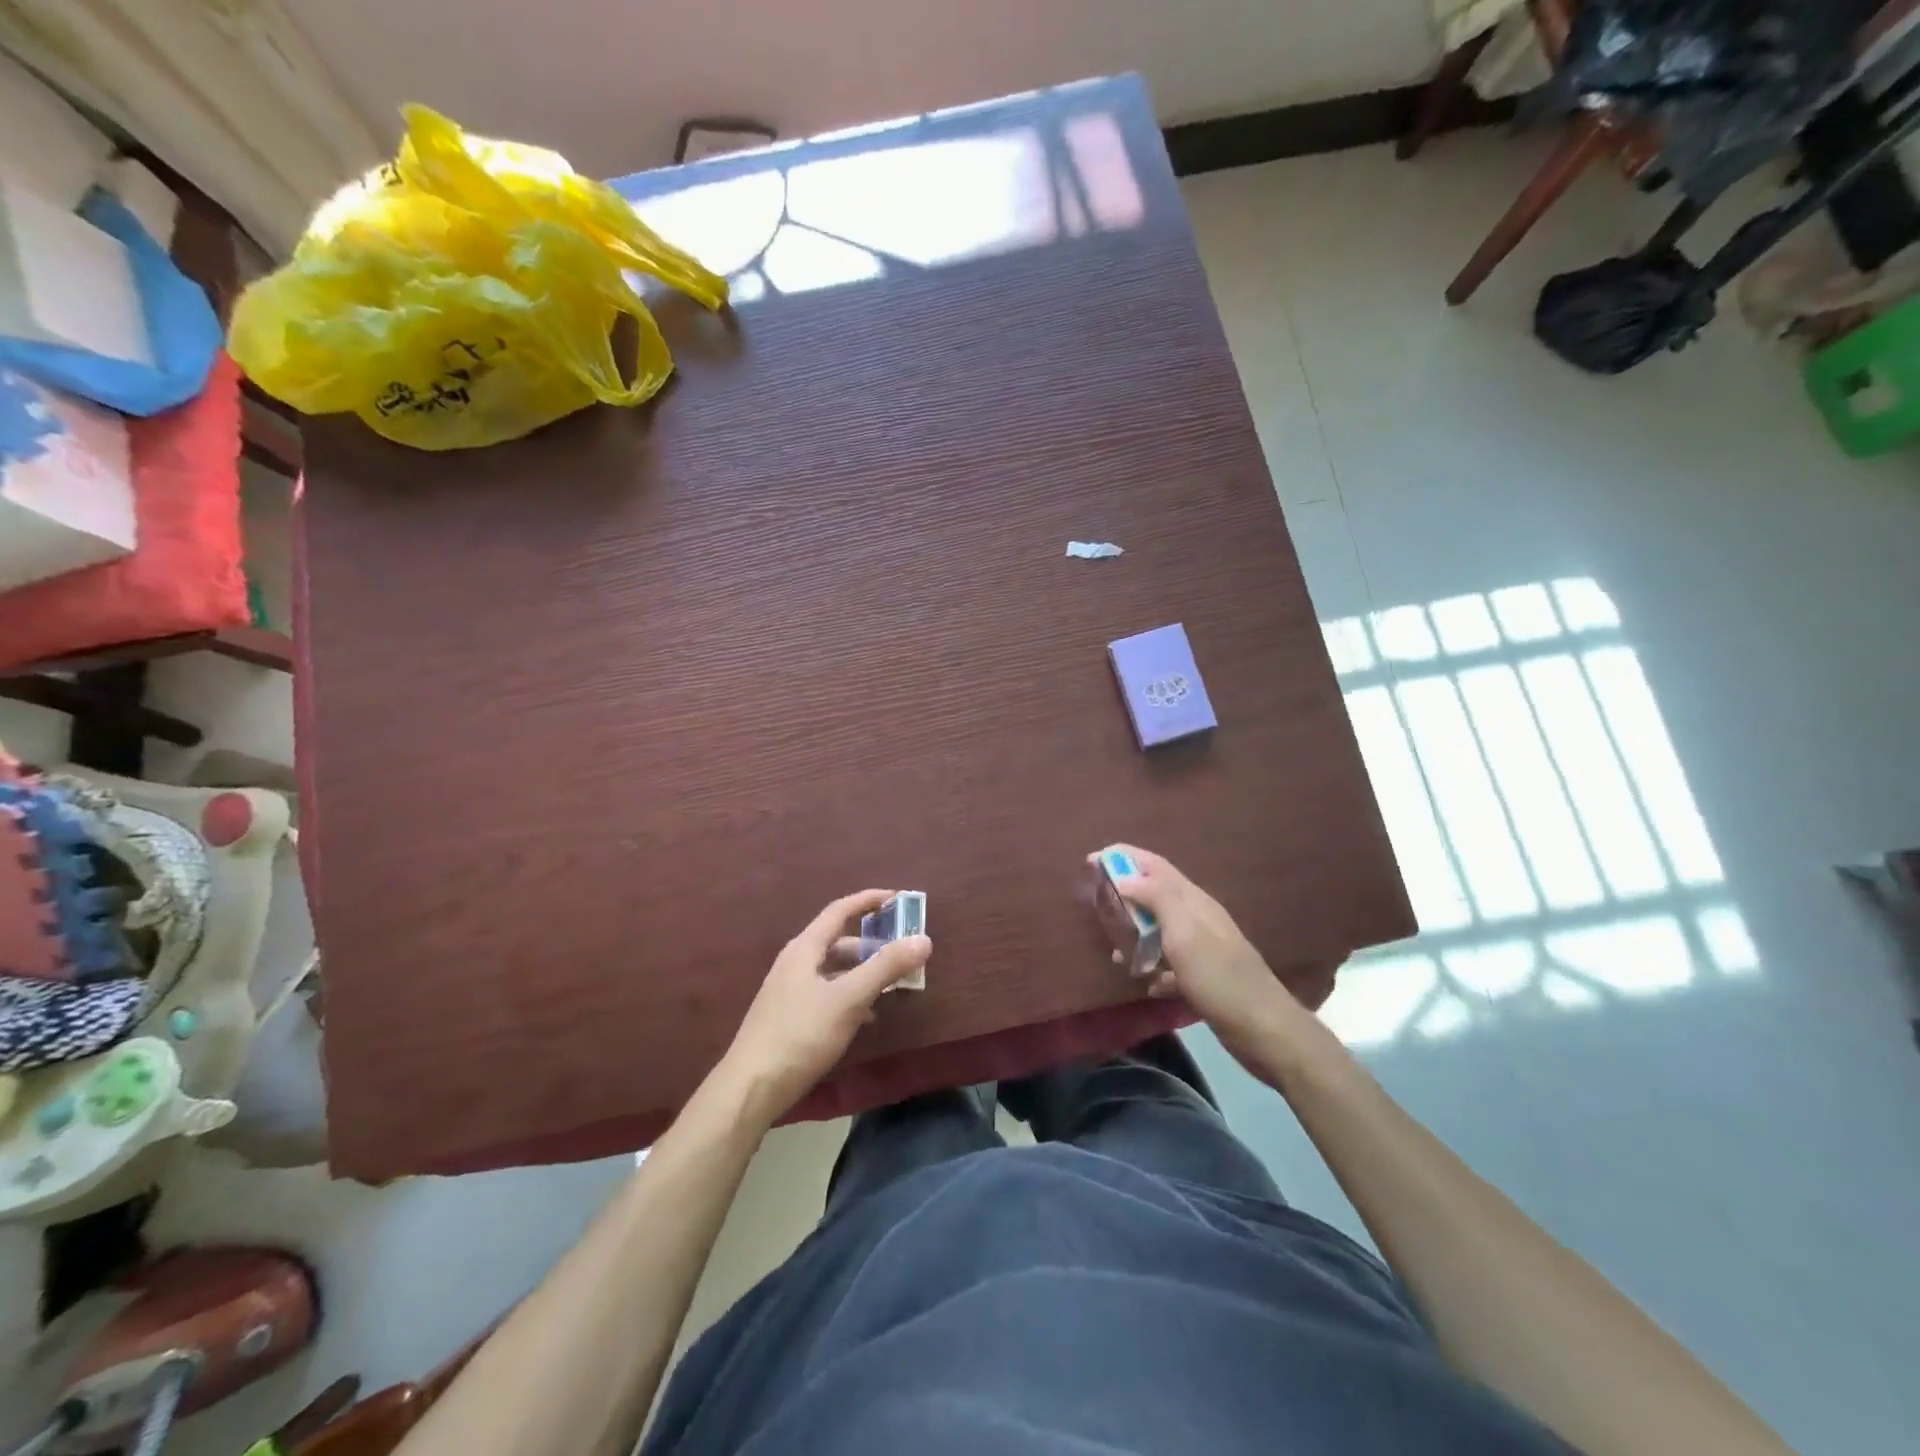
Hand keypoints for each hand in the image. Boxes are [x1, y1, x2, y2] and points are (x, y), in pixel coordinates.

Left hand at [718, 890, 930, 1124]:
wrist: (750, 1089)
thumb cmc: (800, 1036)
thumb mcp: (848, 999)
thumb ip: (885, 968)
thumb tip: (923, 939)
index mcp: (804, 949)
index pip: (839, 910)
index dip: (869, 900)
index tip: (898, 898)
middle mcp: (795, 963)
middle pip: (838, 941)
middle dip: (872, 943)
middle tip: (903, 951)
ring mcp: (789, 992)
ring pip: (834, 970)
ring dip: (863, 972)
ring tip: (893, 985)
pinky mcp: (790, 1018)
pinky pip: (828, 994)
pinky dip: (851, 995)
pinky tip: (867, 1016)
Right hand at [1102, 845, 1305, 1078]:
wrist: (1265, 1030)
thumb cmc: (1220, 978)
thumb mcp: (1186, 934)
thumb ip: (1158, 900)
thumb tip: (1126, 877)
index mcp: (1193, 902)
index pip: (1154, 866)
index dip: (1123, 857)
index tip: (1091, 860)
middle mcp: (1197, 918)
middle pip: (1155, 894)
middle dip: (1125, 893)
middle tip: (1096, 903)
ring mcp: (1202, 949)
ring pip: (1160, 930)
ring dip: (1136, 934)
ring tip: (1114, 950)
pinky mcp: (1203, 978)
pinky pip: (1169, 965)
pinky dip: (1153, 968)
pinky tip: (1145, 984)